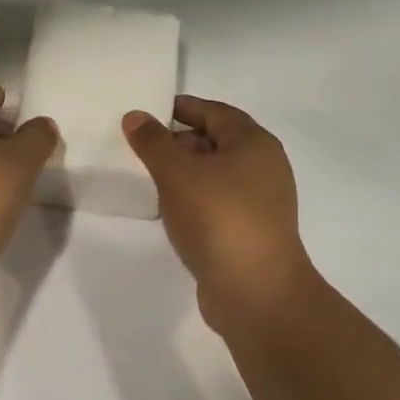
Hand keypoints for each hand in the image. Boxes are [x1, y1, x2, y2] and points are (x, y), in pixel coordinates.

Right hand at [124, 96, 319, 329]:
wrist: (256, 292)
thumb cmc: (218, 219)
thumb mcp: (177, 173)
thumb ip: (153, 142)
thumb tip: (135, 116)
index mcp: (254, 143)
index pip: (215, 112)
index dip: (182, 107)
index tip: (149, 110)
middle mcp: (264, 167)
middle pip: (217, 141)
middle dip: (179, 141)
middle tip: (142, 147)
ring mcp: (261, 202)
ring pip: (216, 175)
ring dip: (185, 173)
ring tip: (149, 178)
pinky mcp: (251, 231)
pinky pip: (218, 202)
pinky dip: (194, 199)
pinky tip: (170, 210)